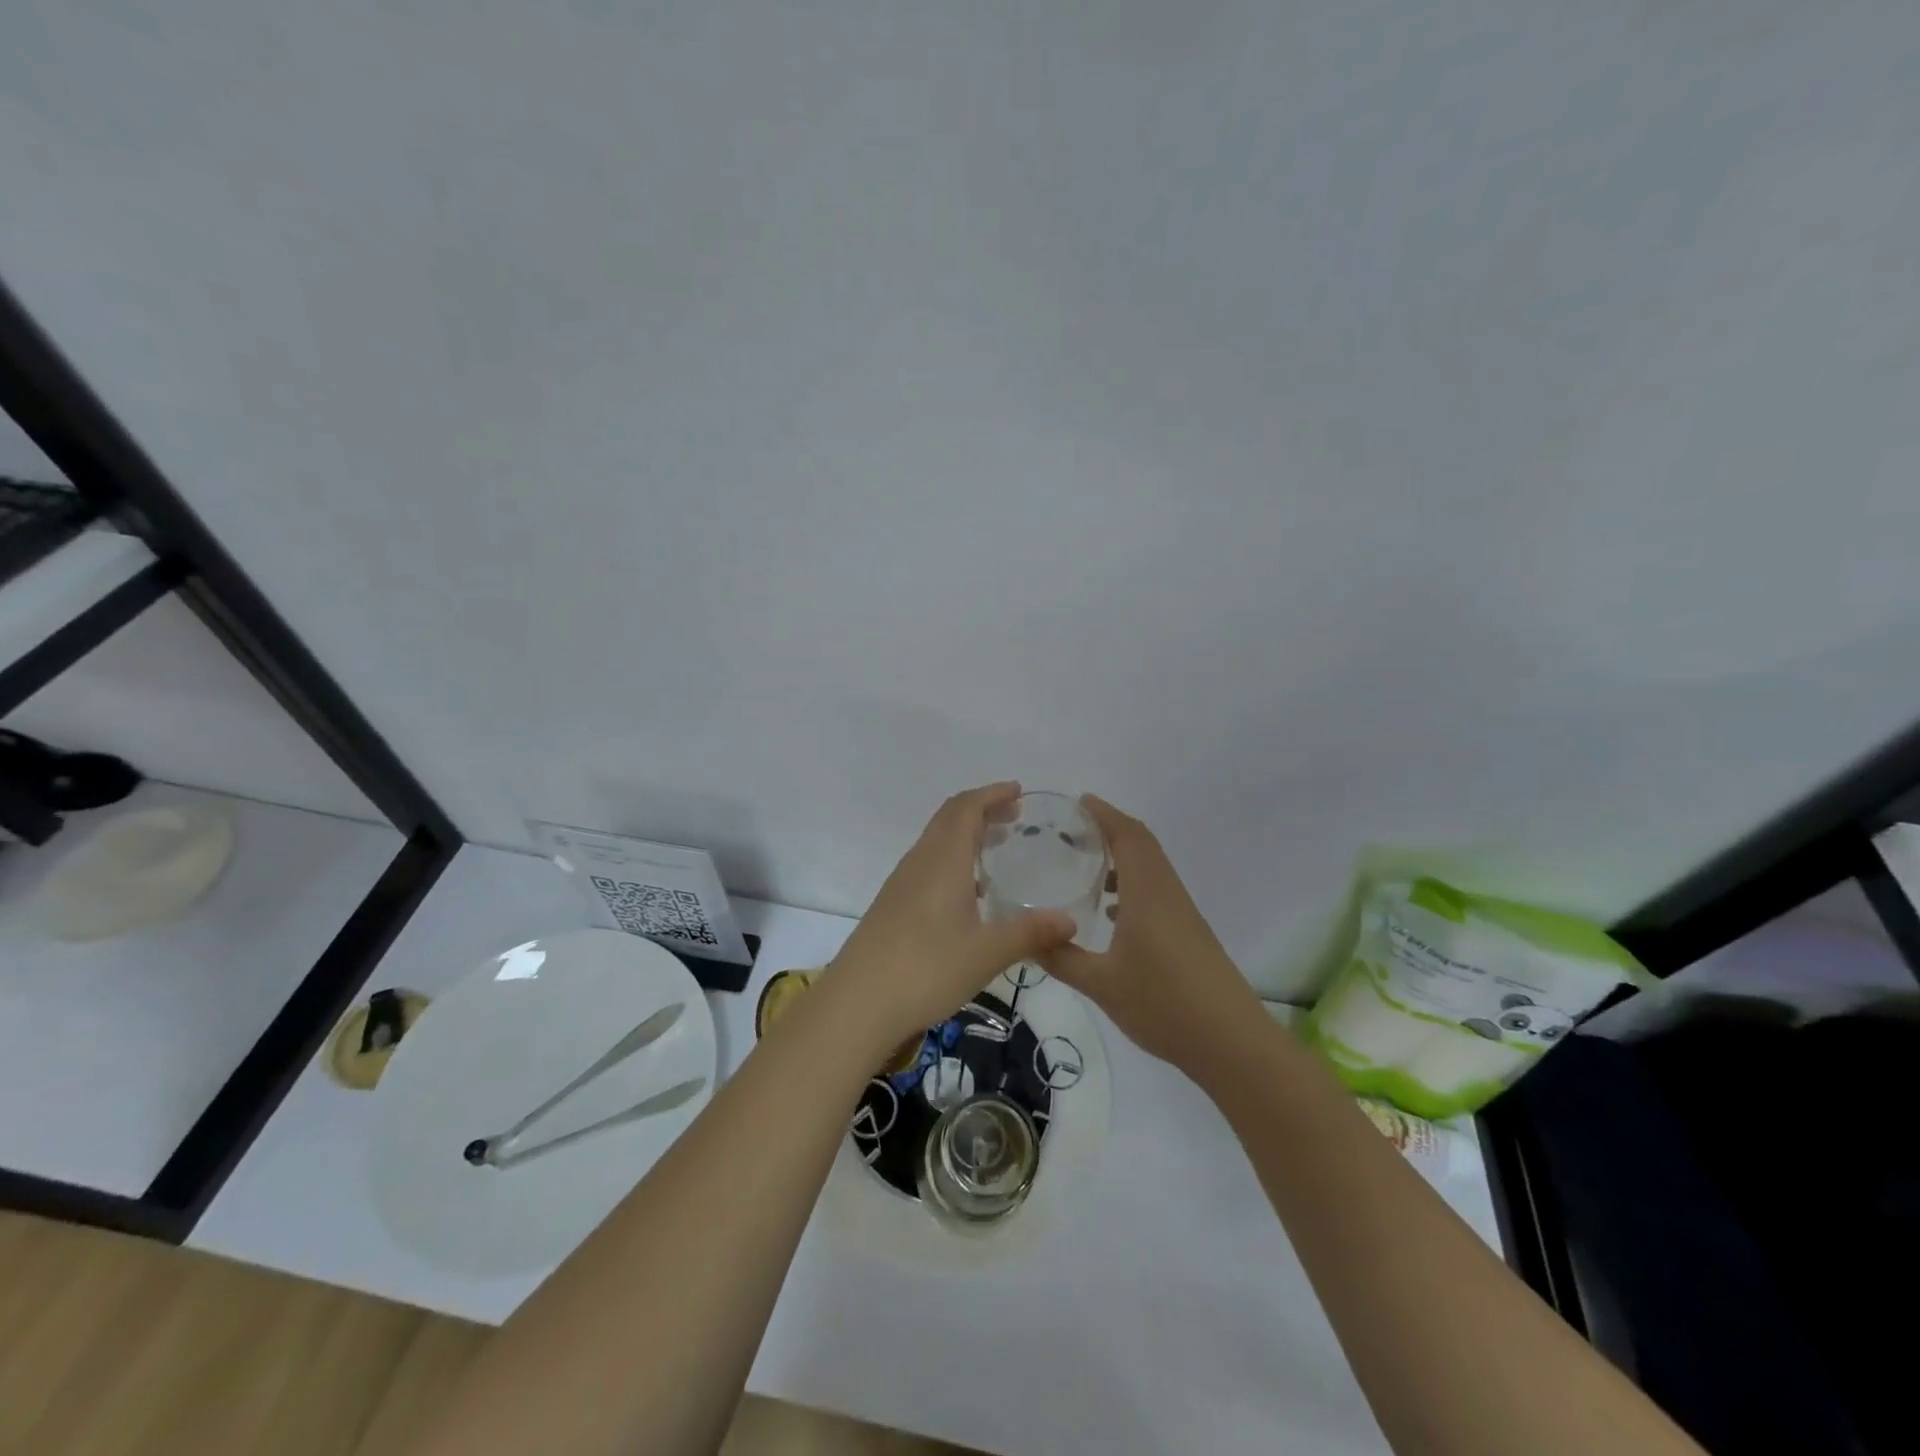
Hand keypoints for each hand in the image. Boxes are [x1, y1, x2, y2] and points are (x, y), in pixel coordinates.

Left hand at [827, 783, 1075, 1057]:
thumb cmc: (926, 969)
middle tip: (1015, 816)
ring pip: (936, 840)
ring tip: (997, 847)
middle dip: (982, 809)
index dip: (992, 794)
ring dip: (965, 833)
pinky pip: (927, 863)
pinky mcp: (892, 904)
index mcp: (943, 860)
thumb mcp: (987, 953)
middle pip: (949, 818)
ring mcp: (902, 883)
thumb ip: (1030, 933)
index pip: (966, 808)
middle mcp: (920, 861)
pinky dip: (952, 858)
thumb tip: (1071, 921)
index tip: (1019, 791)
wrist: (857, 1003)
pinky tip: (968, 891)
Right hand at [1040, 795, 1266, 1077]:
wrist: (1232, 1043)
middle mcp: (1168, 894)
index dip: (1105, 814)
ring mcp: (1183, 914)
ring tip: (1088, 867)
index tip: (1079, 802)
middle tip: (1074, 830)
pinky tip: (1113, 913)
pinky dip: (1134, 885)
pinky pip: (1158, 891)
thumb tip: (1026, 940)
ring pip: (1152, 869)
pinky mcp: (1190, 933)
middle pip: (1142, 845)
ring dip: (1123, 858)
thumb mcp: (1101, 984)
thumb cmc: (1164, 1004)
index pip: (1129, 836)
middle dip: (1111, 830)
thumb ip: (1061, 958)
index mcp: (1148, 893)